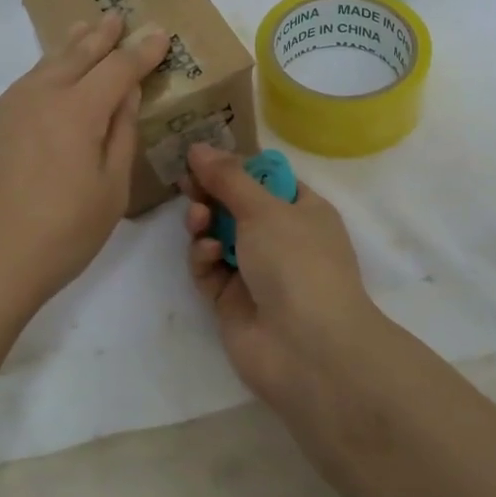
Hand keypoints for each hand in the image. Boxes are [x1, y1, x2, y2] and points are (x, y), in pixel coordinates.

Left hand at [0, 13, 168, 316]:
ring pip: (40, 69)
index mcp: (76, 111)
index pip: (117, 68)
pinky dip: (38, 80)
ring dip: (65, 50)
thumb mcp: (108, 193)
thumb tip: (126, 95)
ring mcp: (0, 112)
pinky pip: (17, 93)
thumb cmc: (56, 238)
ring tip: (78, 35)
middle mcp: (36, 98)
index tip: (158, 35)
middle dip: (100, 36)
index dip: (141, 51)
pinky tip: (40, 91)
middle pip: (74, 56)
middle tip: (114, 17)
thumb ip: (120, 136)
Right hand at [181, 143, 389, 408]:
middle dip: (211, 194)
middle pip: (236, 206)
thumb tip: (199, 146)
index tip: (202, 156)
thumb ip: (227, 177)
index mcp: (303, 210)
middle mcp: (281, 238)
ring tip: (198, 221)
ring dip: (204, 223)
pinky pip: (209, 269)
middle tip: (186, 182)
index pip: (266, 179)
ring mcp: (256, 271)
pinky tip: (208, 254)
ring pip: (218, 236)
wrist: (309, 350)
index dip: (235, 167)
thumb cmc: (298, 262)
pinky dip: (204, 258)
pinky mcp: (232, 301)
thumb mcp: (265, 209)